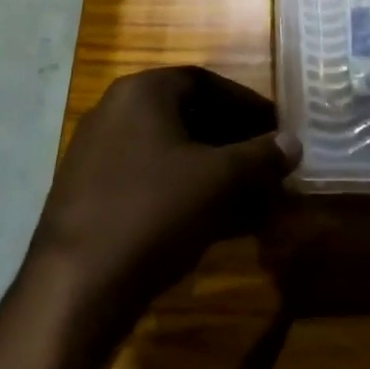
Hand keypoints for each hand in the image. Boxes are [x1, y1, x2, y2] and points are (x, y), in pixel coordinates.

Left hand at [28, 68, 299, 326]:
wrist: (76, 286)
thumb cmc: (153, 213)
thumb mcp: (218, 181)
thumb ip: (260, 157)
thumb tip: (294, 142)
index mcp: (142, 92)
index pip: (206, 82)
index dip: (247, 105)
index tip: (277, 129)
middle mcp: (116, 110)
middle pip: (188, 115)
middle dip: (233, 141)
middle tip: (267, 164)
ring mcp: (99, 152)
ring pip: (171, 151)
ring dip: (214, 170)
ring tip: (251, 198)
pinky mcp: (93, 192)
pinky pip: (151, 178)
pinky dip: (186, 191)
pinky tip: (216, 222)